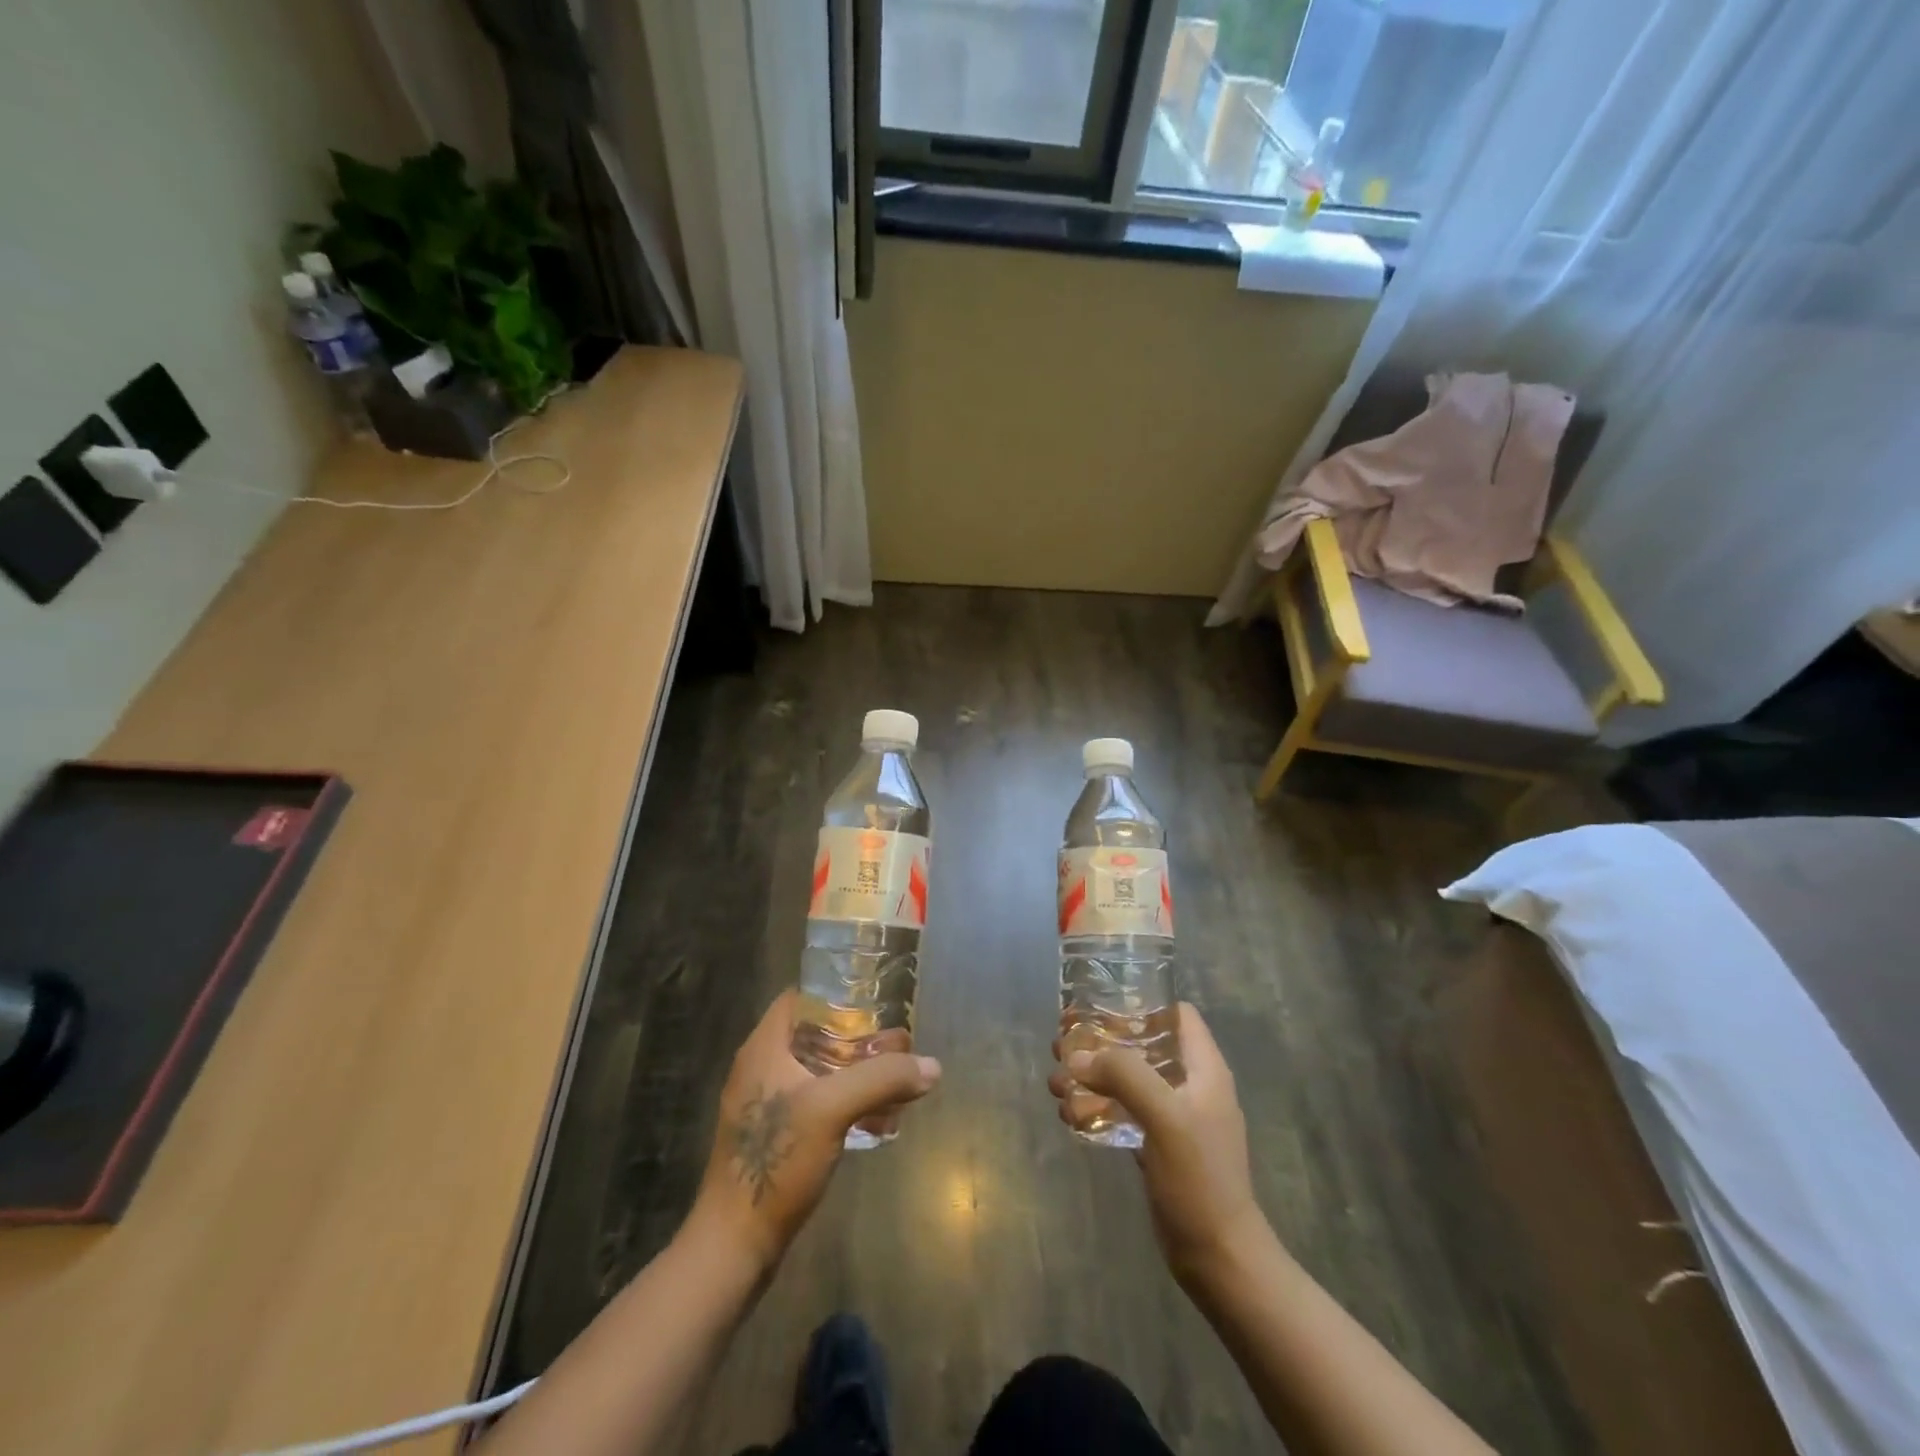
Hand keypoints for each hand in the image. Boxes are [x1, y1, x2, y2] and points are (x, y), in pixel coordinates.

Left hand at [688, 990, 940, 1272]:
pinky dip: (846, 1101)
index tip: (874, 1002)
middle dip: (857, 1038)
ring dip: (856, 1072)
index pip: (800, 999)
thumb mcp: (833, 1109)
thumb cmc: (776, 1161)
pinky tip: (877, 1119)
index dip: (836, 994)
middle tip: (897, 1044)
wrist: (734, 1245)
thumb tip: (932, 1066)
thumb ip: (882, 1080)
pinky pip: (816, 1102)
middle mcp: (761, 1068)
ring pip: (818, 1070)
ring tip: (895, 1080)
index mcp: (764, 1048)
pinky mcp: (774, 1137)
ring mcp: (766, 1104)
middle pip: (814, 1035)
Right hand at [1048, 1002, 1267, 1282]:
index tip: (1100, 1006)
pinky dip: (1096, 1108)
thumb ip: (1124, 1076)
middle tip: (1062, 1043)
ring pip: (1128, 1080)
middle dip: (1101, 1042)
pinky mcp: (1159, 1146)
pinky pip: (1123, 1112)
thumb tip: (1077, 1057)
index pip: (1177, 1014)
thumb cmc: (1199, 1179)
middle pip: (1143, 1045)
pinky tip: (1069, 1117)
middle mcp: (1190, 1085)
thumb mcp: (1165, 1117)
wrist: (1219, 1258)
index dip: (1142, 1003)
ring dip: (1091, 1077)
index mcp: (1204, 1069)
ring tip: (1055, 1085)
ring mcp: (1174, 1117)